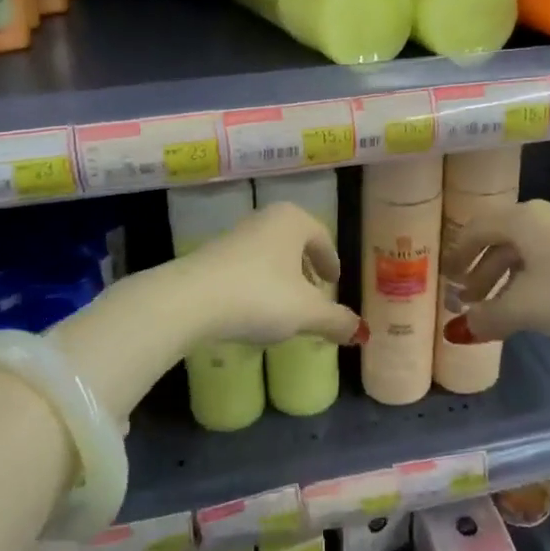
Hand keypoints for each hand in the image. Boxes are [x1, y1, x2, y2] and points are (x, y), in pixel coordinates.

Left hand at [178, 202, 364, 347]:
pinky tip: (255, 310)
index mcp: (292, 221)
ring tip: (286, 308)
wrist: (191, 300)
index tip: (333, 281)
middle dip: (305, 269)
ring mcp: (234, 236)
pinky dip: (258, 284)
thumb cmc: (260, 296)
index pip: (321, 236)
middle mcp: (264, 219)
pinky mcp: (210, 256)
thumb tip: (358, 330)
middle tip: (314, 294)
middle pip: (294, 243)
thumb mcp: (307, 313)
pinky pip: (246, 267)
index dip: (331, 261)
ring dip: (281, 278)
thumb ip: (336, 320)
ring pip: (269, 255)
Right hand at [441, 200, 549, 344]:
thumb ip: (489, 317)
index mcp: (520, 220)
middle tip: (468, 300)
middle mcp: (542, 217)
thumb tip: (462, 327)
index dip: (457, 253)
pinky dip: (532, 281)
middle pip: (500, 241)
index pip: (475, 229)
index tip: (446, 276)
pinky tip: (537, 306)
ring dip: (506, 279)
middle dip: (481, 271)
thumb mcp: (526, 308)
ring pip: (526, 253)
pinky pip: (548, 261)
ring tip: (499, 310)